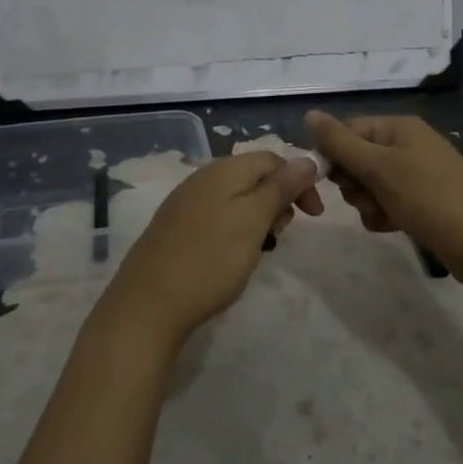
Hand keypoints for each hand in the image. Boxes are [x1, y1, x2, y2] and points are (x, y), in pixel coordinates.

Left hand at [91, 152, 322, 353]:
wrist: (149, 304)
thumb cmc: (210, 260)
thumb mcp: (254, 220)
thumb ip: (280, 187)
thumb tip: (306, 159)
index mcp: (223, 169)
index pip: (272, 159)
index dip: (299, 182)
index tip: (314, 216)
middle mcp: (202, 177)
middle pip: (254, 177)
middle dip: (277, 202)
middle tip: (279, 236)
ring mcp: (185, 202)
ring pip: (236, 199)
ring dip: (258, 219)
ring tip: (259, 250)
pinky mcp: (175, 227)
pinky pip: (217, 216)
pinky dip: (235, 231)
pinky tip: (231, 257)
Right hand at [305, 110, 462, 283]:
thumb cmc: (430, 199)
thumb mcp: (379, 169)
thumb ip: (340, 143)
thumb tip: (309, 113)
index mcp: (398, 127)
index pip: (347, 131)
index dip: (333, 155)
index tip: (329, 181)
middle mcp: (406, 144)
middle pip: (356, 158)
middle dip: (354, 184)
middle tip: (367, 198)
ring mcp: (416, 172)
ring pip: (368, 184)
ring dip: (367, 203)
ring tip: (385, 216)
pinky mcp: (422, 199)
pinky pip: (386, 201)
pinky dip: (383, 214)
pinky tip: (393, 226)